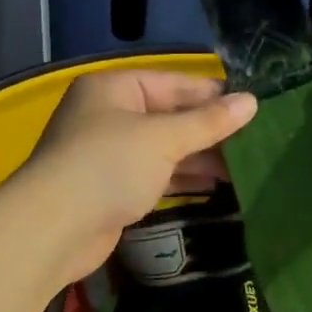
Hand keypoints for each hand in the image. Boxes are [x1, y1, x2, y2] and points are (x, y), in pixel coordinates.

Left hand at [24, 69, 257, 281]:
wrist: (54, 228)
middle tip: (256, 142)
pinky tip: (217, 186)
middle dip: (210, 131)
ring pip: (165, 149)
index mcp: (115, 88)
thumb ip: (208, 122)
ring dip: (200, 158)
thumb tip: (252, 101)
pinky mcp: (112, 188)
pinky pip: (156, 176)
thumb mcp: (163, 138)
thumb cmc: (109, 166)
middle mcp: (109, 115)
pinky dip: (183, 180)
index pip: (175, 84)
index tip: (255, 108)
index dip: (214, 96)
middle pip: (170, 116)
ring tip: (245, 166)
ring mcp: (109, 153)